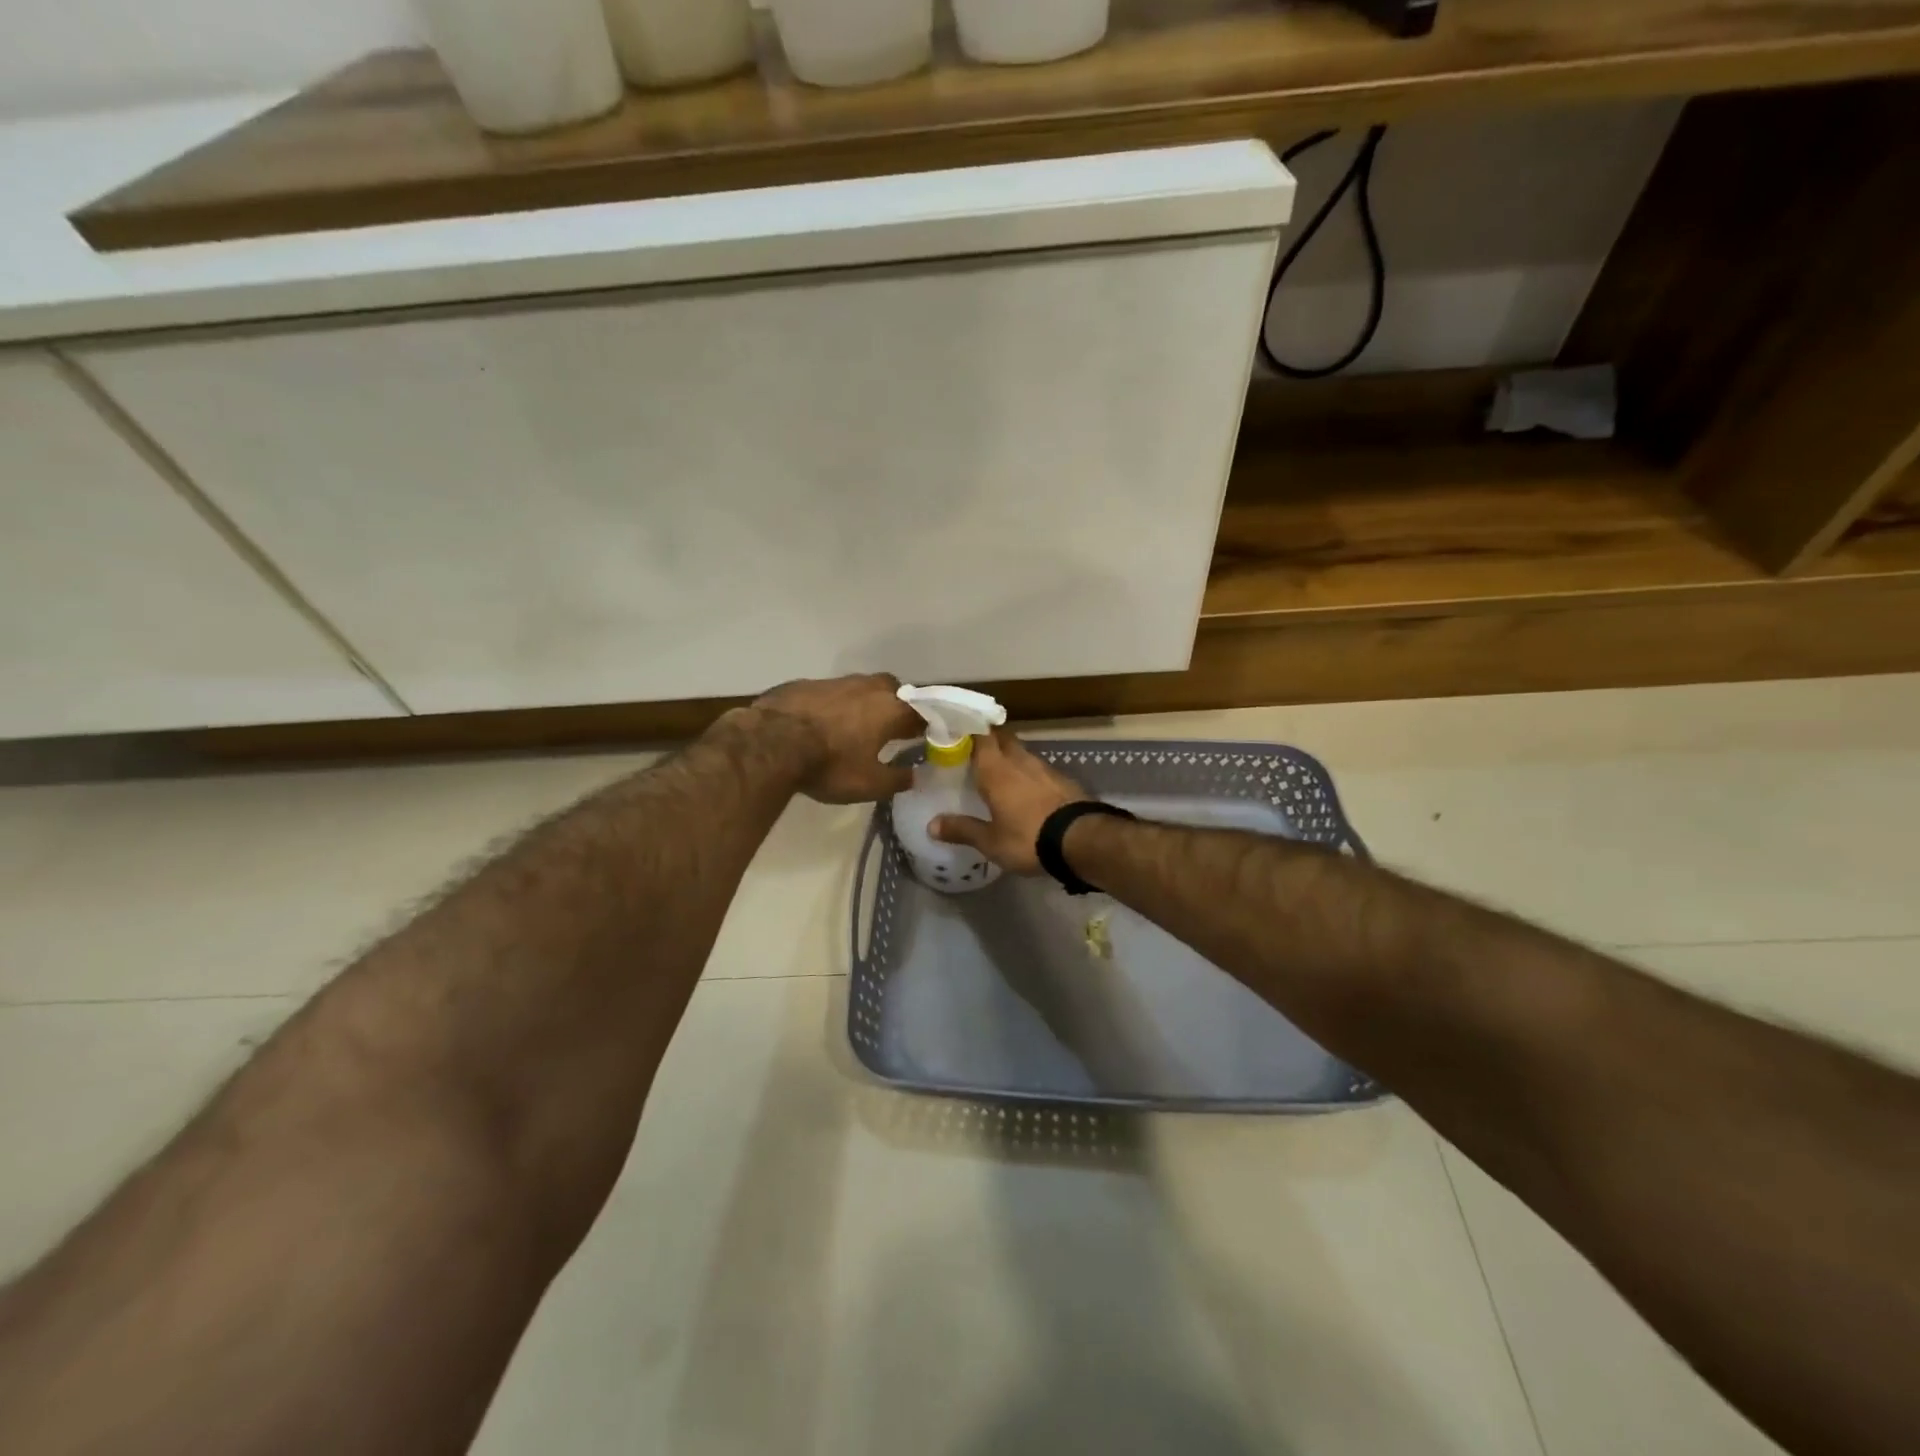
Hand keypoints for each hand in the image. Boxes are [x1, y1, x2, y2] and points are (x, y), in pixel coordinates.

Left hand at [749, 673, 921, 804]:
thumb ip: (897, 779)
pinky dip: (833, 706)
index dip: (925, 725)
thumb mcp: (869, 784)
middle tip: (890, 729)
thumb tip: (915, 776)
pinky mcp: (806, 683)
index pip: (921, 711)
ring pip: (860, 688)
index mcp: (890, 709)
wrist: (771, 743)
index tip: (924, 738)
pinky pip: (830, 693)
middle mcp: (868, 687)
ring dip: (863, 703)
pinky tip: (821, 723)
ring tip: (854, 727)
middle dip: (895, 706)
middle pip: (893, 691)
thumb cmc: (830, 765)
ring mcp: (835, 681)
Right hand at [930, 729, 1084, 874]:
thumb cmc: (1028, 838)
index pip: (980, 734)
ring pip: (1021, 752)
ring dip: (1009, 756)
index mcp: (996, 769)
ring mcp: (1045, 768)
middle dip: (988, 739)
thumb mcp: (990, 842)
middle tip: (972, 750)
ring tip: (997, 771)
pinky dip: (1028, 773)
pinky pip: (1038, 768)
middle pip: (1002, 737)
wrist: (1082, 840)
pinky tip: (1025, 789)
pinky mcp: (1063, 779)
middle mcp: (1019, 760)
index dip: (968, 727)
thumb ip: (962, 830)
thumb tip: (931, 825)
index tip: (955, 729)